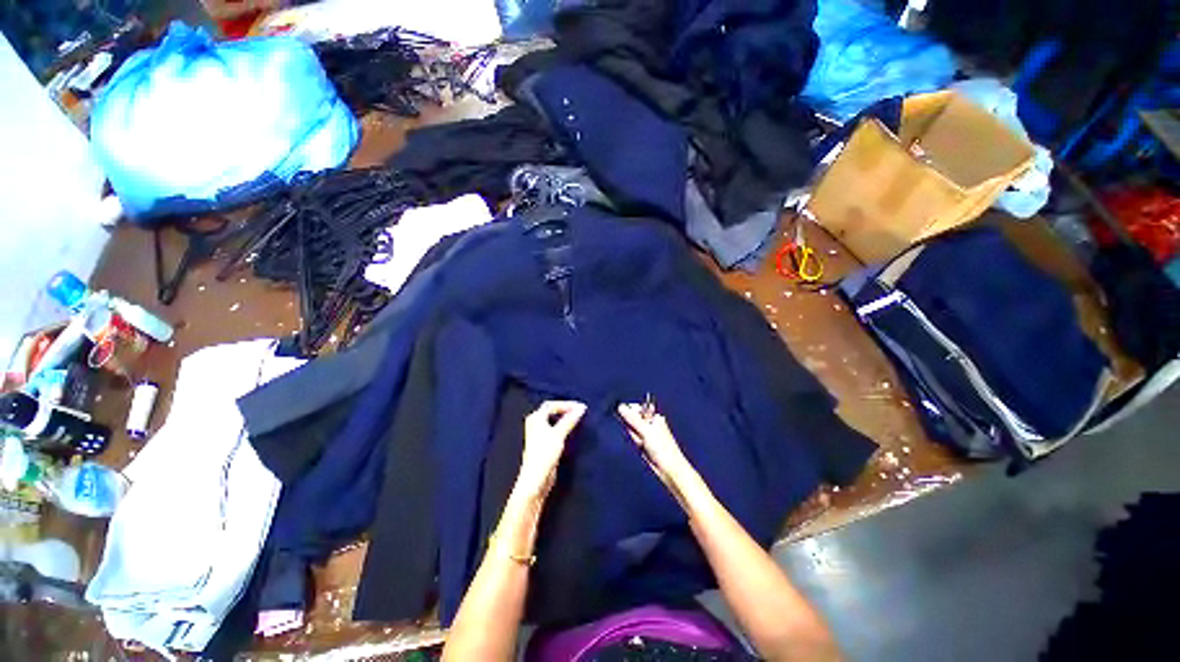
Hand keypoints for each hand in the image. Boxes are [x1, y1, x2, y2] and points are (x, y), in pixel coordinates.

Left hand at [516, 401, 585, 500]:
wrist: (536, 479)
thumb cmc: (545, 453)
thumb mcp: (559, 434)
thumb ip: (570, 420)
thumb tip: (581, 408)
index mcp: (536, 418)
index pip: (552, 405)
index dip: (566, 404)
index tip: (580, 407)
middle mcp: (535, 424)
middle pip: (551, 411)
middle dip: (565, 410)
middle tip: (579, 411)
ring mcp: (538, 434)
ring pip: (553, 421)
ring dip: (565, 418)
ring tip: (577, 419)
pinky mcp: (543, 444)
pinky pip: (555, 430)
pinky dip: (563, 427)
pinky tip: (571, 431)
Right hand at [617, 403, 694, 493]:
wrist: (669, 469)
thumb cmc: (663, 449)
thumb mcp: (646, 430)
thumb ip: (632, 419)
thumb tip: (621, 407)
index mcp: (654, 416)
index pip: (637, 408)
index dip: (630, 413)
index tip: (628, 419)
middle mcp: (651, 423)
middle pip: (632, 420)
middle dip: (632, 428)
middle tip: (640, 435)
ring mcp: (647, 434)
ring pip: (632, 431)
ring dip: (635, 438)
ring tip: (643, 444)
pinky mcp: (644, 444)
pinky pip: (634, 440)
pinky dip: (636, 444)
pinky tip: (642, 448)